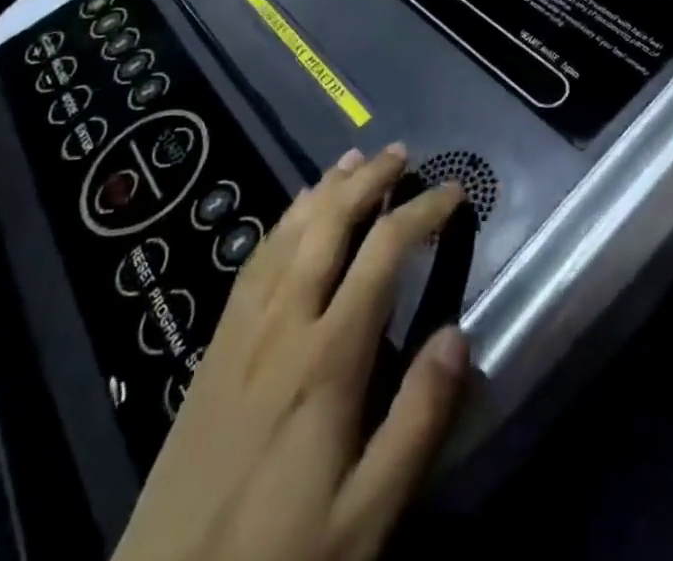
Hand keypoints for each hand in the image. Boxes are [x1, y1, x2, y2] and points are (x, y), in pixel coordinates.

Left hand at [114, 146, 469, 560]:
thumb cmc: (281, 557)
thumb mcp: (366, 516)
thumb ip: (417, 422)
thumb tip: (458, 334)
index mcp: (328, 356)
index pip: (384, 254)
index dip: (422, 212)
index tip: (454, 191)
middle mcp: (284, 322)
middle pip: (330, 224)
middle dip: (368, 179)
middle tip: (401, 152)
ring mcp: (243, 329)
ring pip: (288, 232)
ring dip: (325, 188)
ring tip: (352, 160)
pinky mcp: (214, 346)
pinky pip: (254, 260)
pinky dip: (282, 221)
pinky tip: (292, 215)